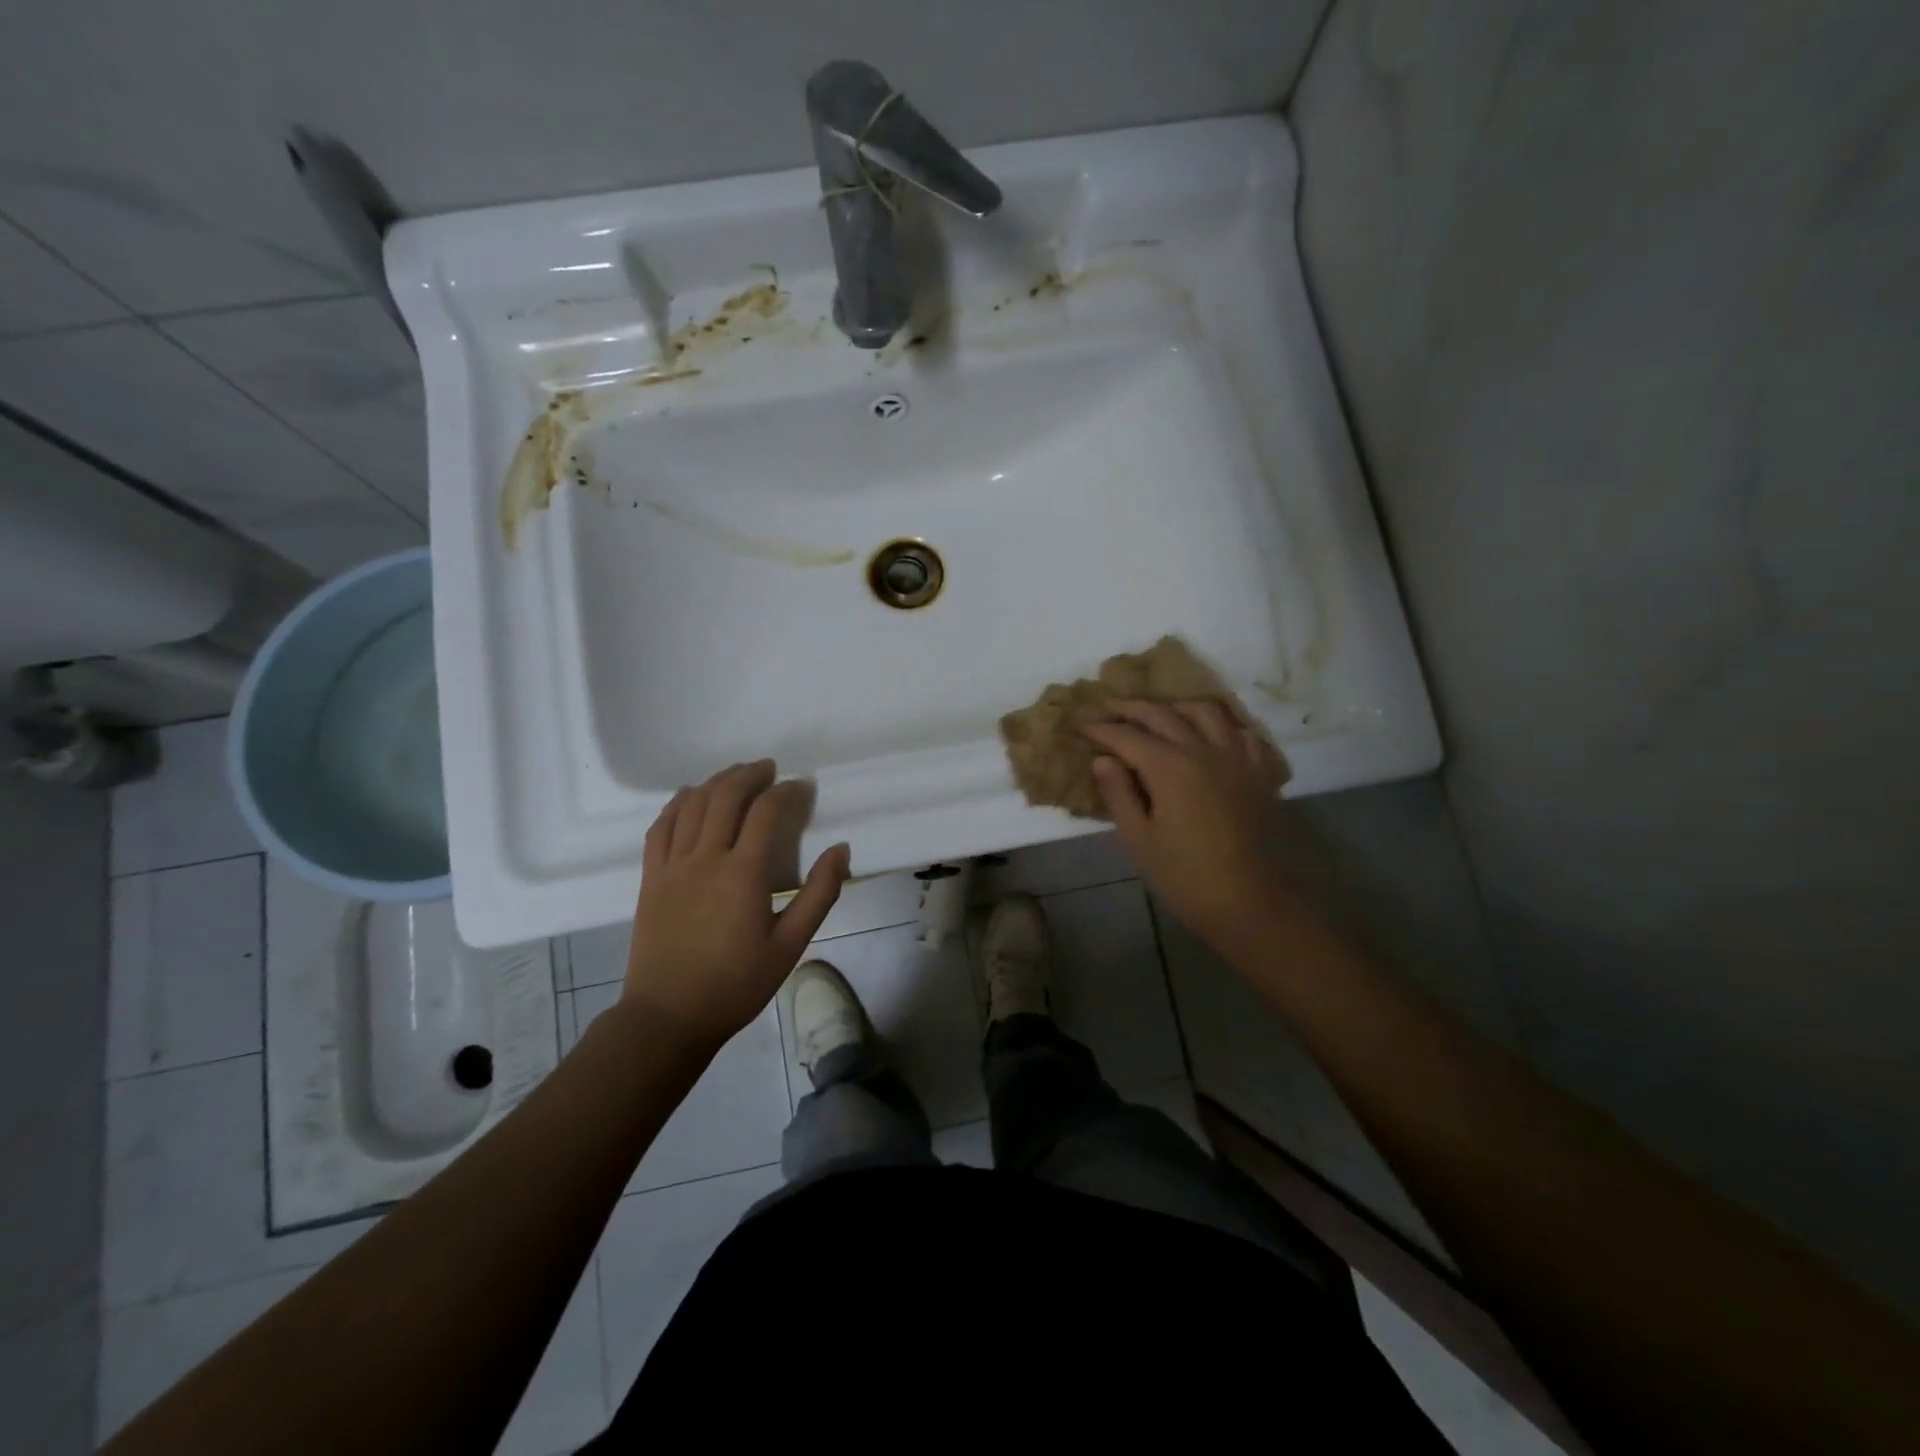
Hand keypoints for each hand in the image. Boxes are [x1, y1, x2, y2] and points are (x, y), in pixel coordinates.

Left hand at [625, 760, 849, 1044]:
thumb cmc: (736, 984)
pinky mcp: (651, 877)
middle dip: (749, 775)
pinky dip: (677, 804)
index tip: (802, 787)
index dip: (786, 792)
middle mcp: (705, 858)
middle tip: (769, 769)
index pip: (766, 812)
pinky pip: (660, 827)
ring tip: (736, 774)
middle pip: (725, 797)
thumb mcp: (791, 945)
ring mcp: (672, 865)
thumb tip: (841, 849)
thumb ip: (819, 894)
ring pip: (691, 805)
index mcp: (743, 873)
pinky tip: (689, 796)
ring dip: (716, 782)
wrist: (668, 1017)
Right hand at [1082, 700, 1284, 949]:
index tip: (1080, 724)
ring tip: (1157, 713)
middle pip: (1162, 715)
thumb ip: (1119, 794)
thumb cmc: (1186, 877)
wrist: (1251, 903)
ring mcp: (1235, 758)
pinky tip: (1206, 734)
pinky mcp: (1257, 772)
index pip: (1127, 736)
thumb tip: (1103, 760)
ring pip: (1204, 712)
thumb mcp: (1139, 840)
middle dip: (1130, 708)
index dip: (1100, 729)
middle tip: (1106, 707)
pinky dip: (1216, 724)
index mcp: (1170, 767)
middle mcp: (1203, 750)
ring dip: (1174, 706)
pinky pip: (1237, 731)